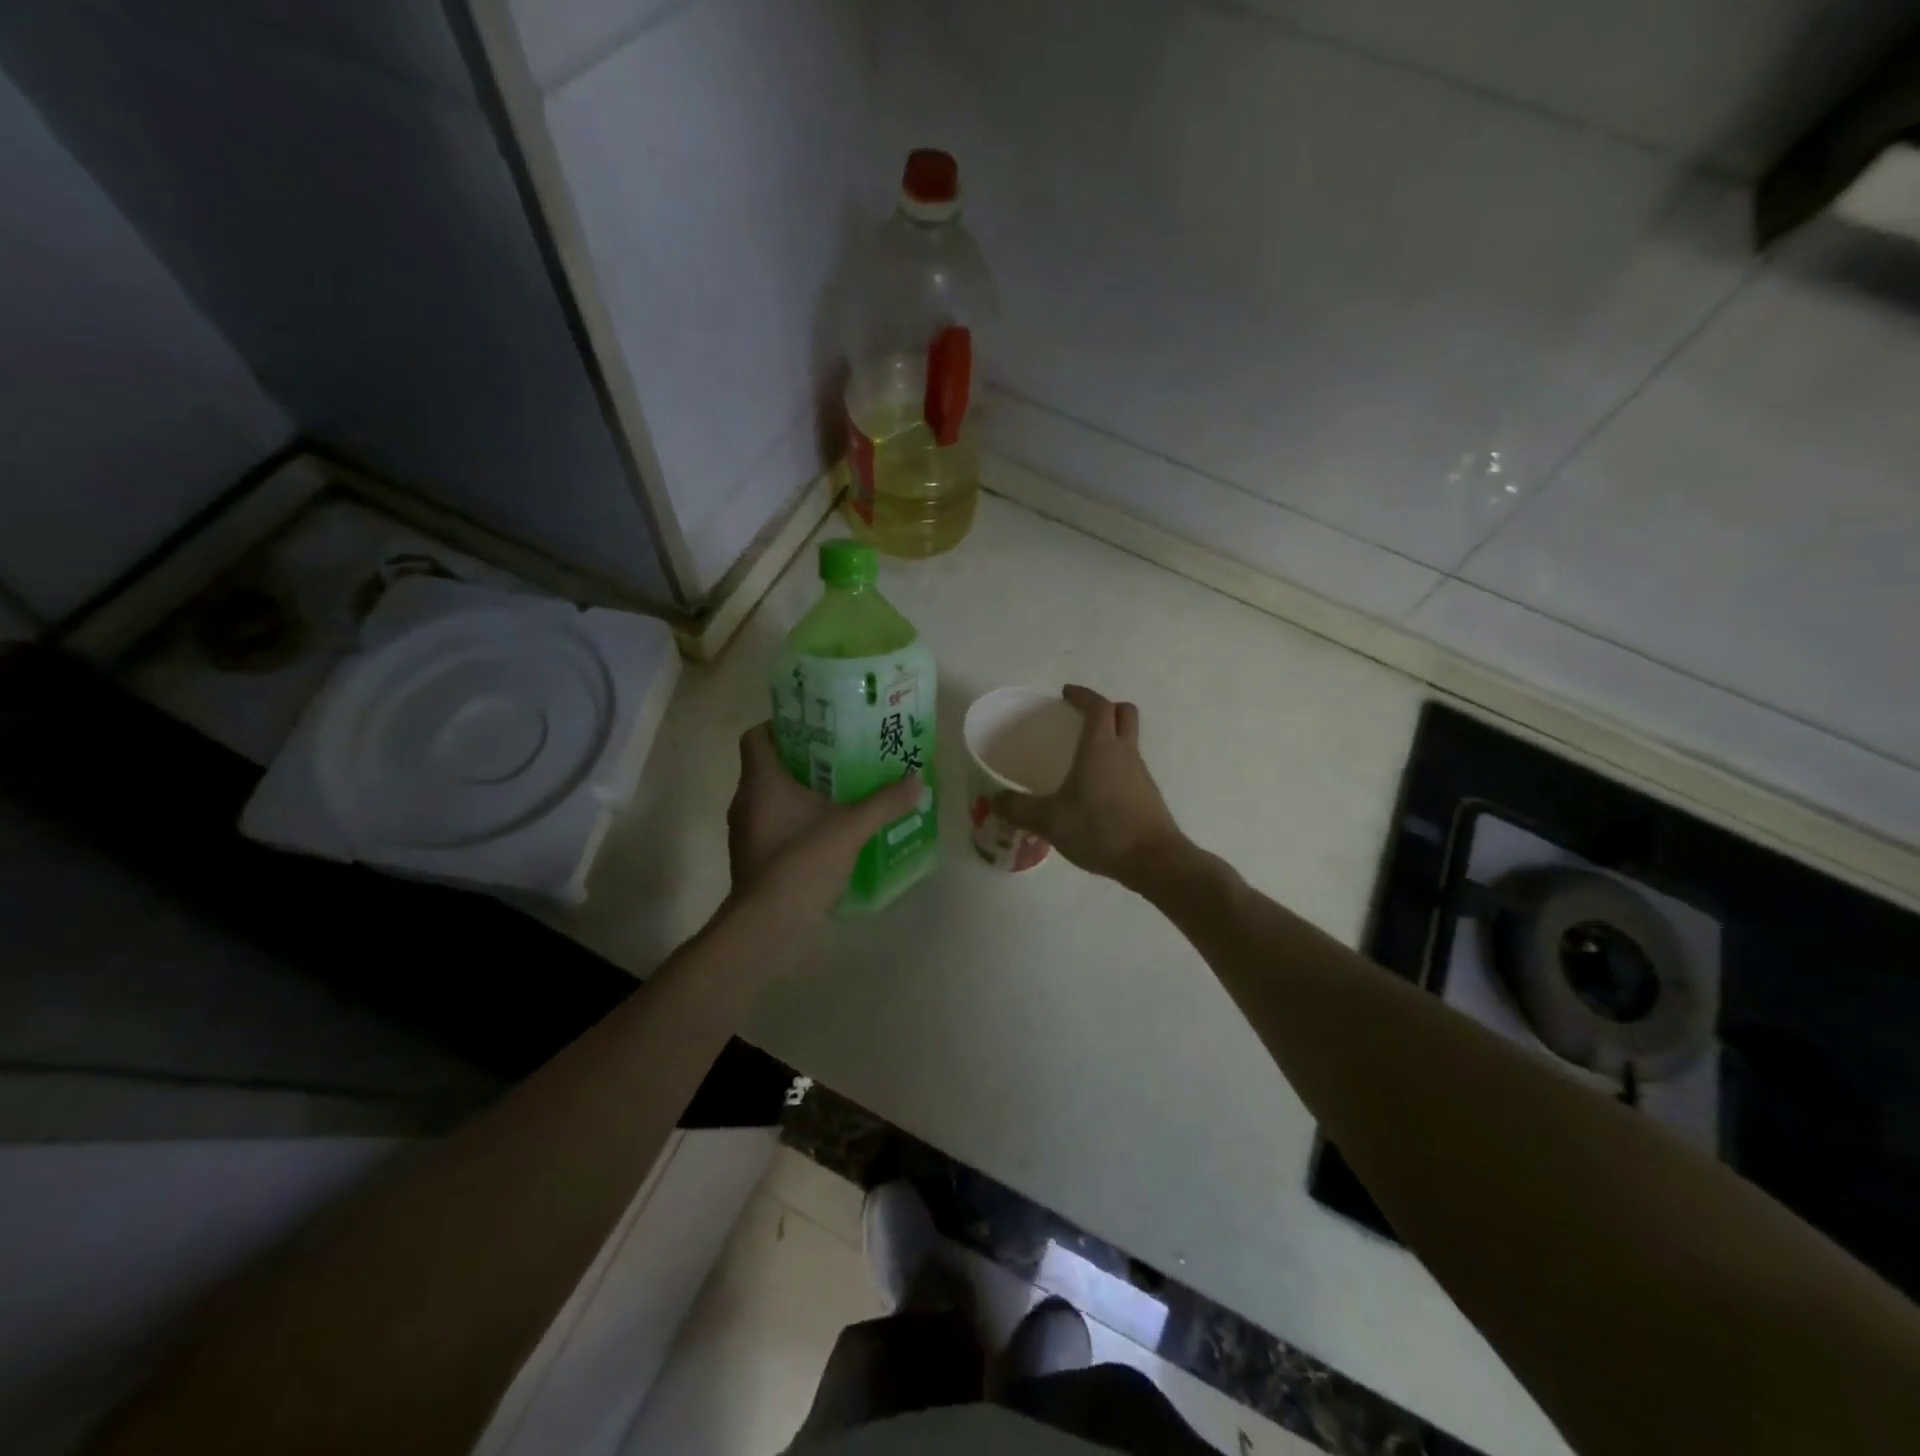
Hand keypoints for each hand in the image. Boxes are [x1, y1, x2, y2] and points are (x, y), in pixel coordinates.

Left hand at [727, 724, 922, 922]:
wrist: (768, 923)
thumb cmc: (802, 861)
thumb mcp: (851, 827)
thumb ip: (884, 803)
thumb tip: (917, 781)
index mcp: (761, 781)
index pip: (757, 736)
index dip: (780, 726)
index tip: (813, 729)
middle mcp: (746, 800)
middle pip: (767, 766)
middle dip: (801, 760)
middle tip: (838, 757)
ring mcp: (746, 832)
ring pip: (770, 798)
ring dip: (798, 793)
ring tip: (837, 793)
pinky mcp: (752, 857)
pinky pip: (772, 825)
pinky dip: (794, 822)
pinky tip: (825, 832)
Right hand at [993, 685, 1186, 892]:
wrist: (1153, 860)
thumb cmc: (1101, 829)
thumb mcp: (1050, 821)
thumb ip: (1019, 809)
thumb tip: (995, 800)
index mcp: (1101, 747)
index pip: (1097, 706)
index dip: (1083, 695)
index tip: (1066, 693)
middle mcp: (1124, 752)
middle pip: (1124, 713)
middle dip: (1104, 708)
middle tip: (1080, 717)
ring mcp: (1140, 773)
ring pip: (1128, 740)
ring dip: (1110, 737)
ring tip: (1082, 757)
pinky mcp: (1147, 795)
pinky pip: (1129, 766)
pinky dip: (1113, 765)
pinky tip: (1094, 791)